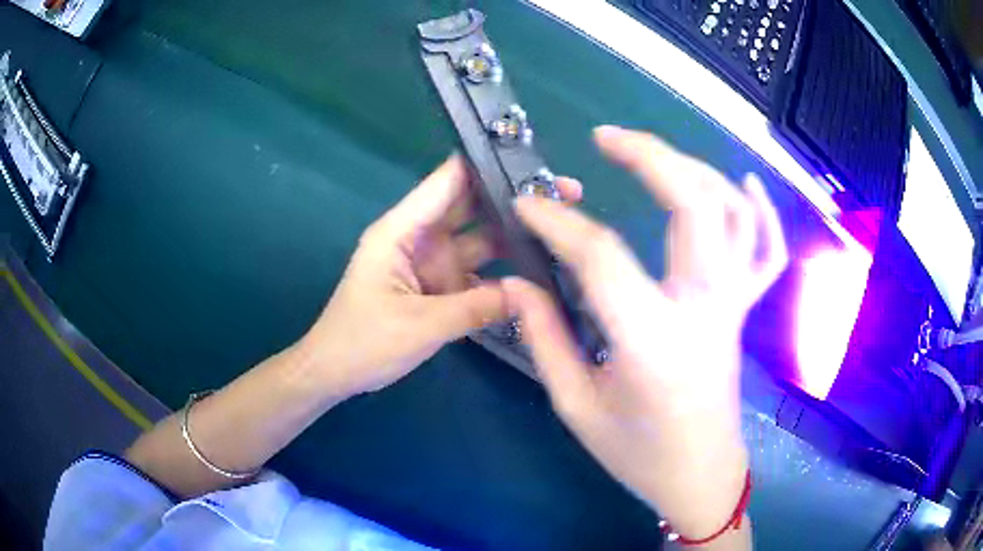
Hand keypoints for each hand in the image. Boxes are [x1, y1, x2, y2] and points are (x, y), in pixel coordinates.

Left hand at [300, 156, 582, 398]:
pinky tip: (538, 272)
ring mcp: (432, 263)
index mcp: (403, 230)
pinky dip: (503, 274)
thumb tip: (530, 294)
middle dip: (513, 198)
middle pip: (471, 206)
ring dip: (513, 236)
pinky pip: (478, 274)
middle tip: (565, 193)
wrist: (335, 373)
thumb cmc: (362, 342)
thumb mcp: (419, 325)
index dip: (487, 164)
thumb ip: (476, 308)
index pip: (448, 181)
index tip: (533, 160)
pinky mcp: (440, 287)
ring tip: (561, 229)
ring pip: (479, 240)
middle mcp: (421, 238)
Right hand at [504, 126, 786, 541]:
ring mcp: (733, 305)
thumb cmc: (637, 453)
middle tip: (606, 137)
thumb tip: (517, 281)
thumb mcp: (575, 405)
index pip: (600, 255)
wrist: (700, 476)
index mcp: (652, 339)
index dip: (556, 221)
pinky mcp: (745, 310)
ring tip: (654, 155)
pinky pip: (768, 251)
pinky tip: (744, 182)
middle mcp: (703, 308)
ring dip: (695, 170)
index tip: (525, 205)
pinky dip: (763, 211)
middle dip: (650, 156)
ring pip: (733, 214)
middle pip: (694, 206)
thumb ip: (544, 337)